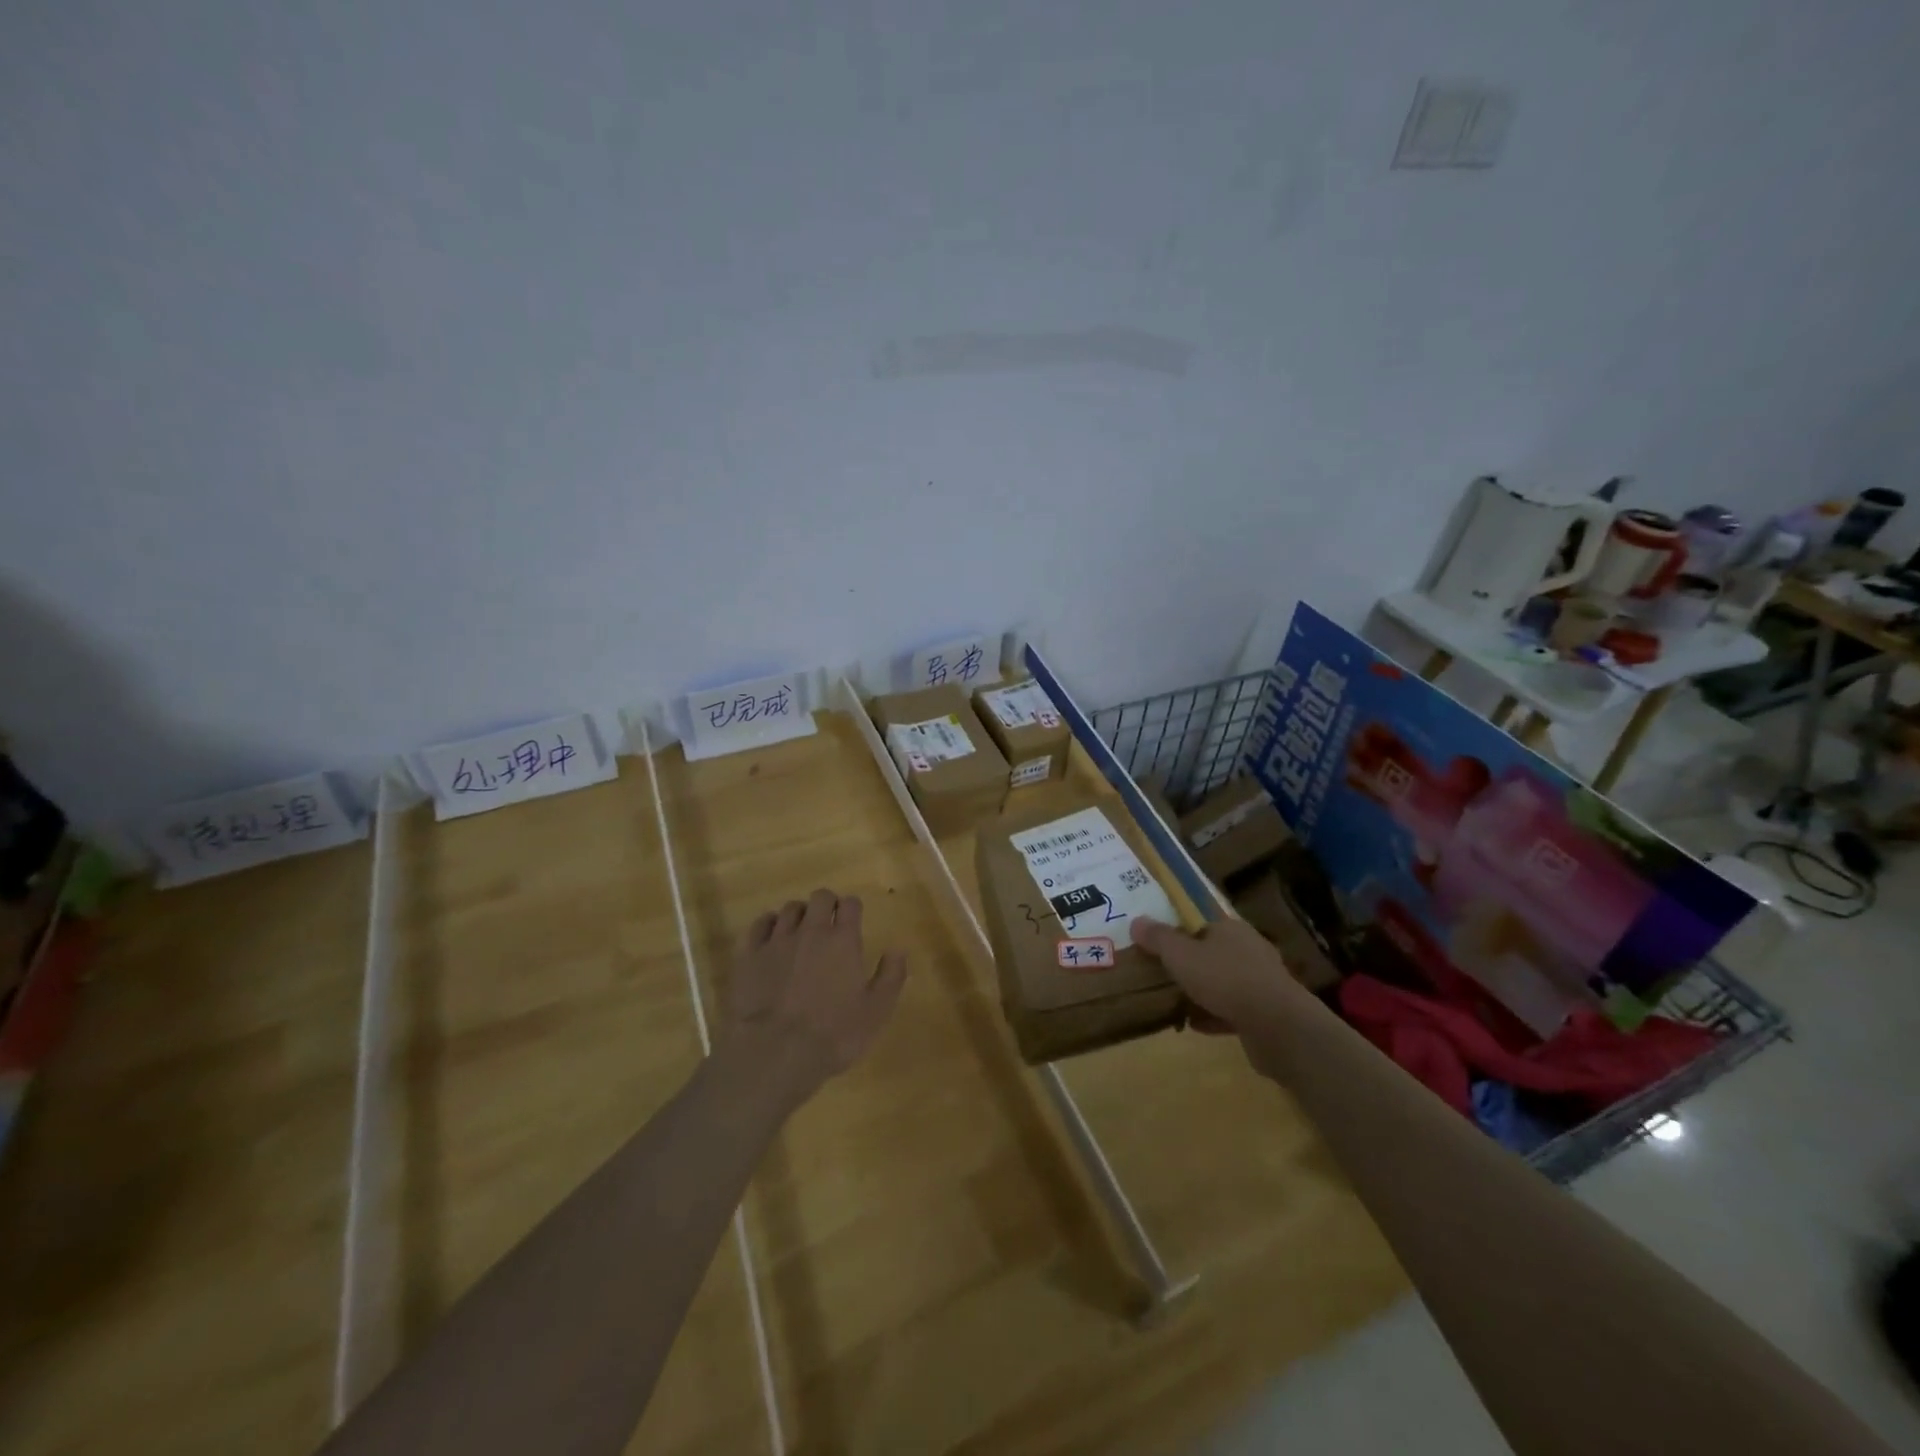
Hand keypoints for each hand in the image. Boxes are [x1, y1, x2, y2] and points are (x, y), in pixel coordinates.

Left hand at [723, 889, 906, 1103]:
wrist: (775, 1052)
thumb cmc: (833, 1034)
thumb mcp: (876, 1012)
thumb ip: (891, 976)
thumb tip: (898, 949)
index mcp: (843, 941)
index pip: (851, 904)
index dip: (854, 908)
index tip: (854, 920)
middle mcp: (811, 931)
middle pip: (820, 897)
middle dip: (827, 904)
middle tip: (829, 922)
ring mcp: (777, 940)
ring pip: (790, 908)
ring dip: (799, 914)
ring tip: (801, 930)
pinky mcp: (749, 955)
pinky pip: (759, 925)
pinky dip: (768, 924)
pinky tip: (771, 936)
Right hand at [1132, 916, 1306, 1074]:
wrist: (1276, 1026)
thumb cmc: (1224, 979)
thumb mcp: (1180, 955)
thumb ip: (1158, 938)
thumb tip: (1137, 921)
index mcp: (1230, 928)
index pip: (1201, 923)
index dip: (1179, 932)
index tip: (1159, 947)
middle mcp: (1249, 949)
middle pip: (1212, 952)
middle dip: (1190, 964)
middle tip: (1164, 974)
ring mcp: (1261, 981)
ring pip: (1224, 982)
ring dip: (1202, 991)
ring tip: (1176, 1002)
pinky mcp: (1267, 1011)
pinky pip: (1233, 1009)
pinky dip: (1214, 1015)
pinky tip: (1196, 1025)